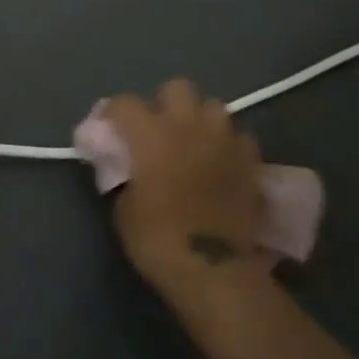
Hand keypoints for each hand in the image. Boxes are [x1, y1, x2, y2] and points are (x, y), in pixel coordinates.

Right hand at [104, 79, 265, 291]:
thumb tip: (127, 167)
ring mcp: (222, 139)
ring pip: (213, 106)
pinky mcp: (249, 159)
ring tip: (196, 143)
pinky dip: (229, 146)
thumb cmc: (159, 240)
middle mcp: (186, 124)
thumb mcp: (124, 210)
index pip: (124, 103)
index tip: (108, 128)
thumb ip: (125, 177)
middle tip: (160, 130)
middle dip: (166, 103)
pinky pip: (239, 137)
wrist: (213, 270)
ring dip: (201, 120)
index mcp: (150, 133)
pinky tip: (223, 164)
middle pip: (176, 88)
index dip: (113, 113)